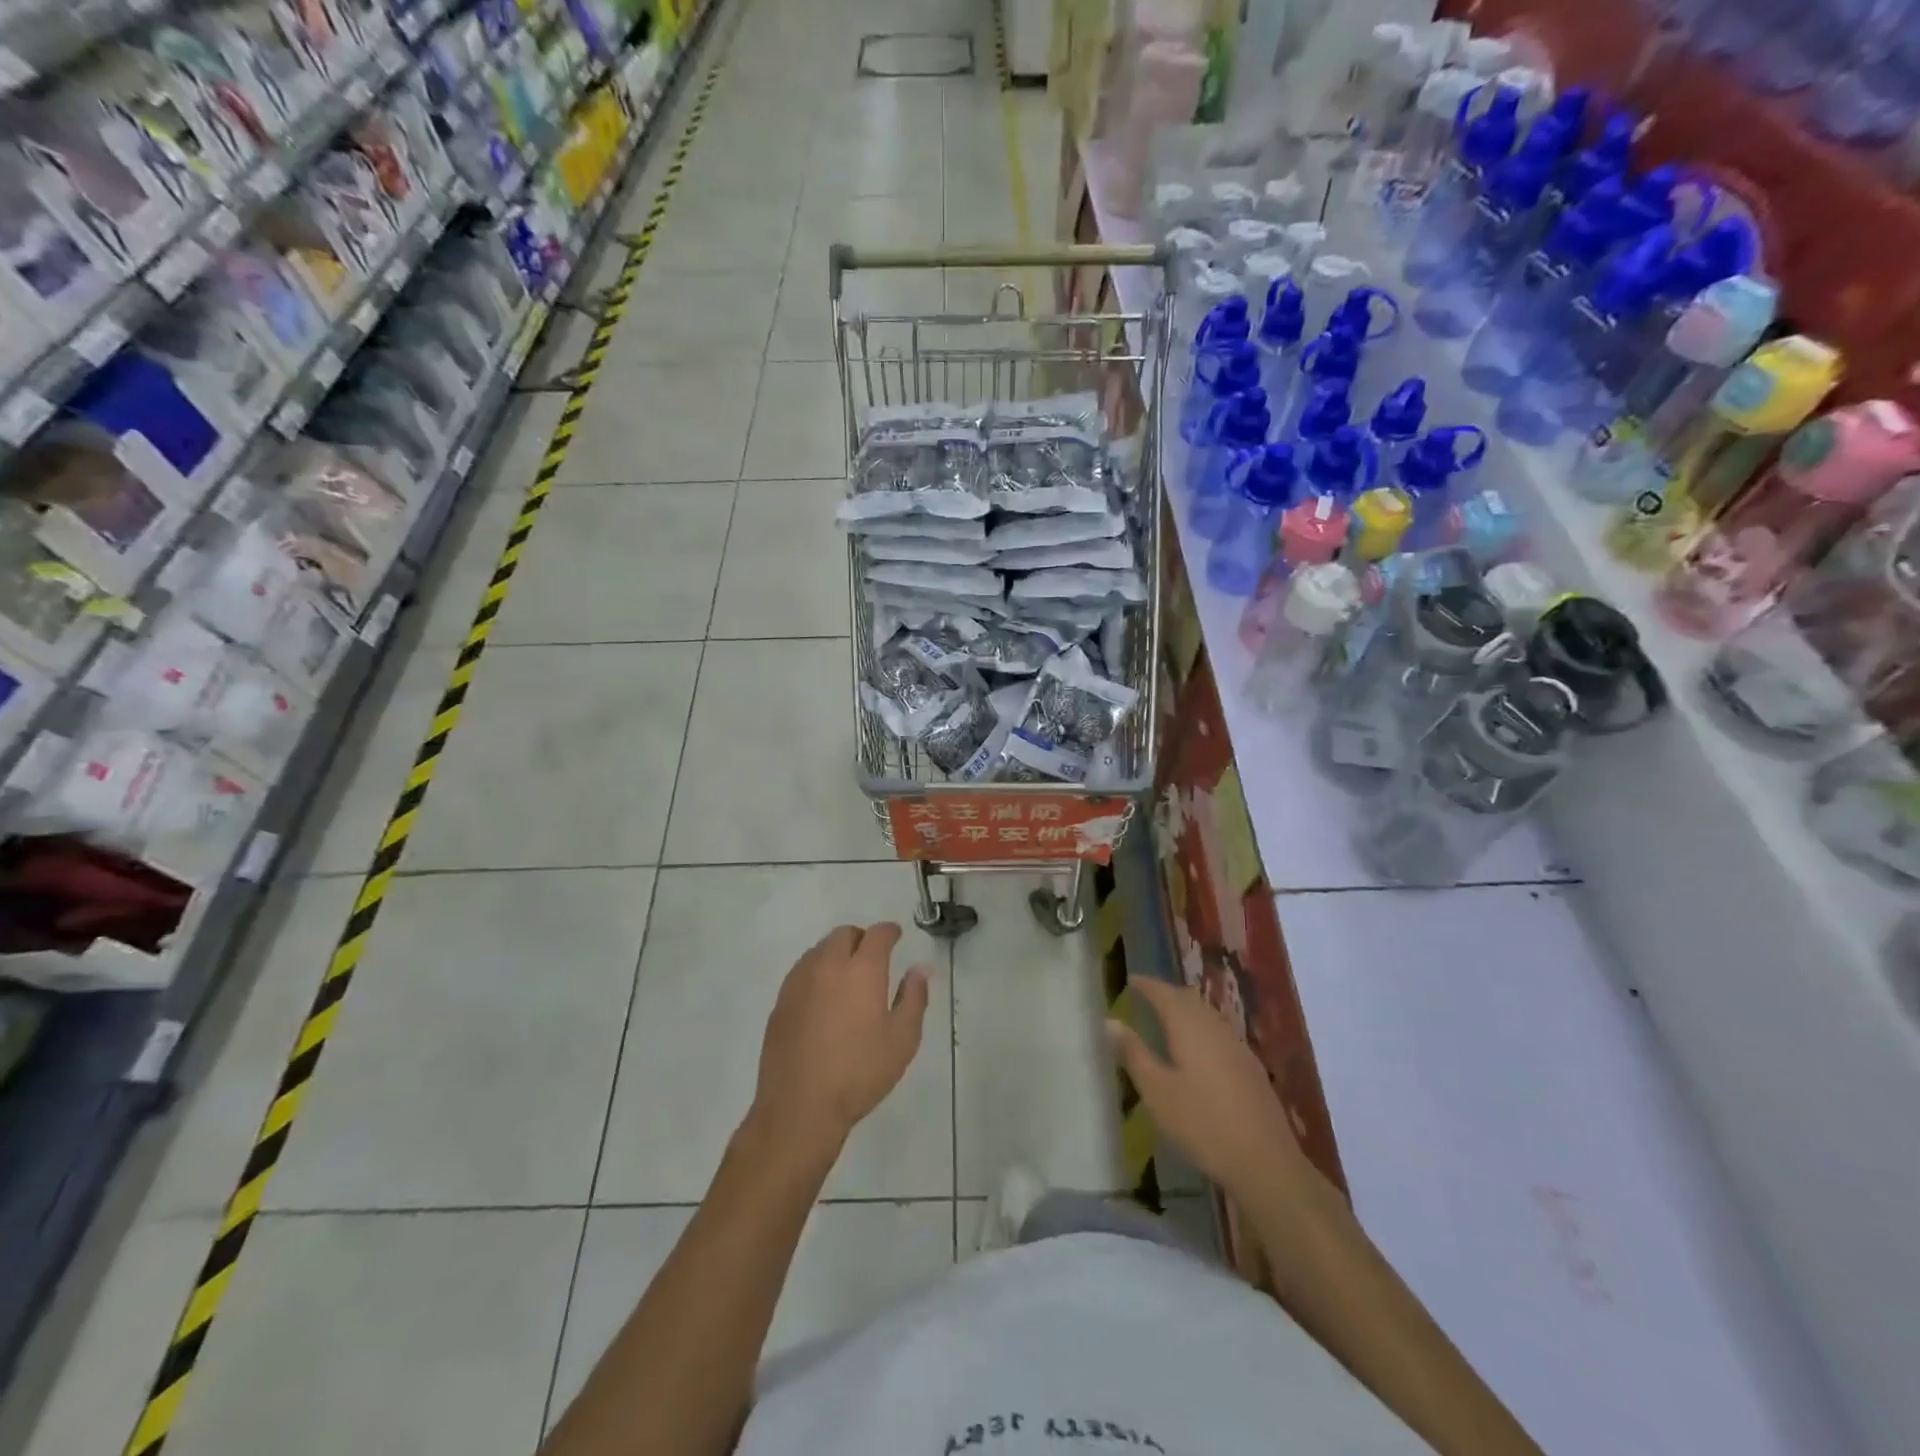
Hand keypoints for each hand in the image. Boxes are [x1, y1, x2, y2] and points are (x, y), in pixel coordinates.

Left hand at [752, 923, 930, 1157]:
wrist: (800, 1107)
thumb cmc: (859, 1072)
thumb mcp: (902, 1039)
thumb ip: (914, 998)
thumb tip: (920, 969)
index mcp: (862, 970)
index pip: (877, 934)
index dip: (889, 931)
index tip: (896, 936)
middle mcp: (828, 966)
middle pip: (844, 934)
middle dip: (861, 938)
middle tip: (872, 958)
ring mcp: (799, 982)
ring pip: (819, 950)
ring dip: (836, 953)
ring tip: (847, 978)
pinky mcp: (780, 1002)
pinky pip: (802, 971)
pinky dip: (817, 972)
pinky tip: (823, 998)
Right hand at [1107, 977, 1305, 1202]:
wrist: (1265, 1163)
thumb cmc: (1202, 1124)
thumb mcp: (1157, 1091)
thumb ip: (1134, 1053)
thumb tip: (1110, 1021)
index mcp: (1190, 1027)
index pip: (1164, 993)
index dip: (1146, 984)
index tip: (1130, 980)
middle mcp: (1215, 1028)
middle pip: (1189, 1000)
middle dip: (1167, 994)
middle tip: (1146, 996)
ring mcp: (1238, 1047)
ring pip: (1208, 1015)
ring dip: (1187, 1010)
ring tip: (1168, 1018)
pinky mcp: (1251, 1068)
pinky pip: (1220, 1033)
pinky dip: (1202, 1028)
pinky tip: (1199, 1049)